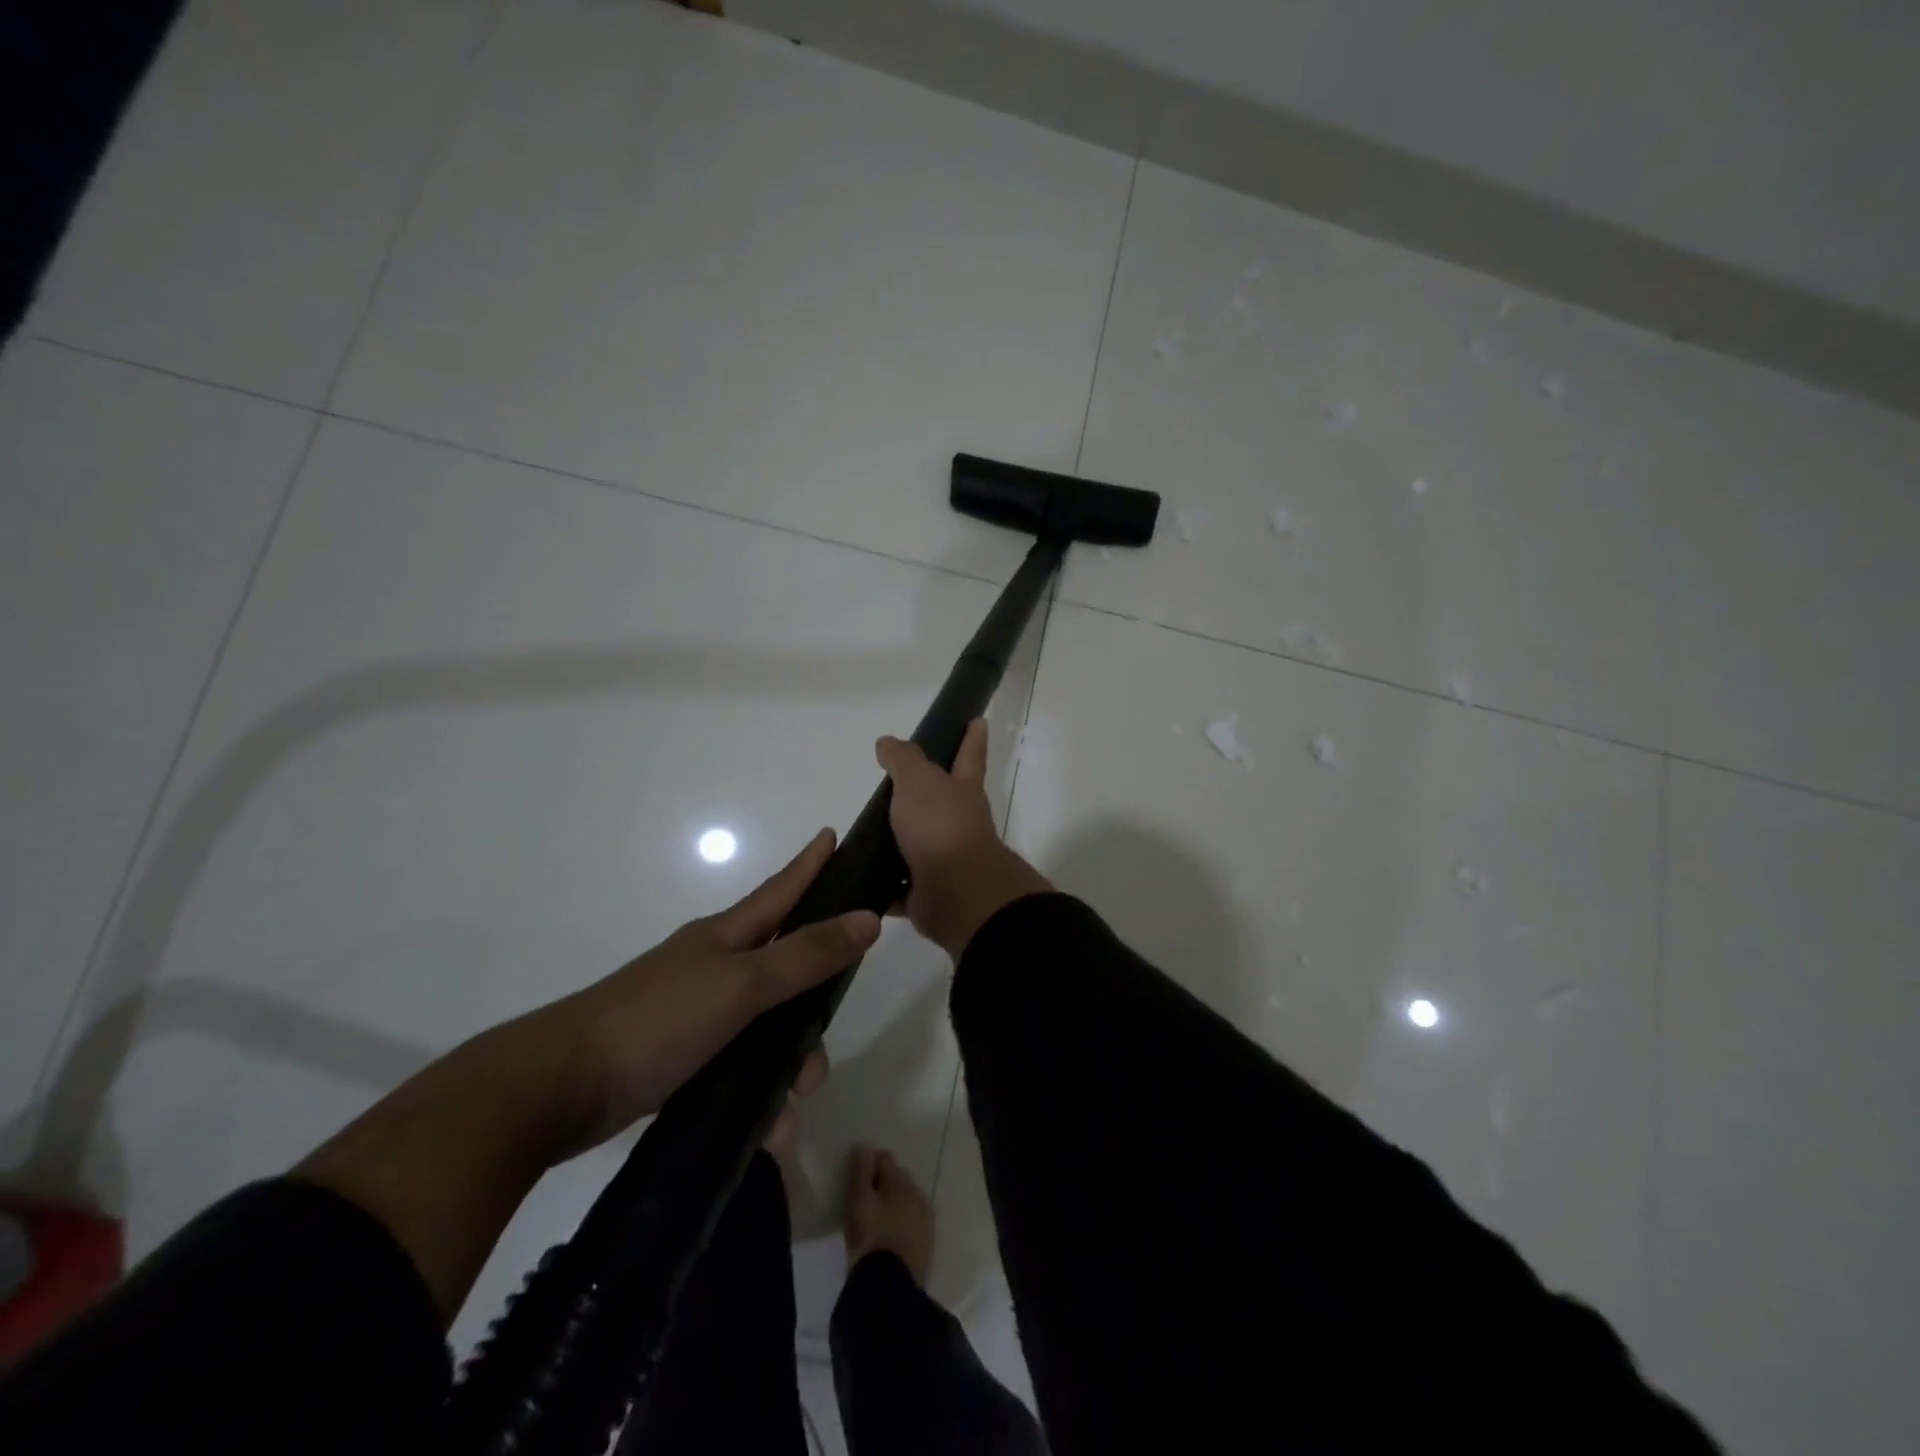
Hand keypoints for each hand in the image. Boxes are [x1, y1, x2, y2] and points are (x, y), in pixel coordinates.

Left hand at [551, 829, 879, 1148]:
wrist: (556, 1087)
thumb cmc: (657, 1020)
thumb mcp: (741, 985)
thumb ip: (806, 955)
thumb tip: (868, 918)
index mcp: (726, 937)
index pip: (781, 890)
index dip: (810, 865)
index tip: (833, 835)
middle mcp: (713, 967)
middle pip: (783, 971)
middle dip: (811, 1009)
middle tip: (822, 1052)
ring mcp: (694, 1012)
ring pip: (764, 1029)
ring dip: (785, 1068)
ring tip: (790, 1110)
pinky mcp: (678, 1057)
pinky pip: (736, 1068)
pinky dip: (756, 1095)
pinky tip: (766, 1131)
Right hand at [843, 1143, 934, 1285]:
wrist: (890, 1291)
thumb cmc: (870, 1239)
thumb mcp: (859, 1202)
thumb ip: (861, 1171)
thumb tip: (865, 1146)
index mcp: (902, 1181)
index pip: (884, 1158)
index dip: (867, 1165)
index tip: (854, 1182)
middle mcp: (919, 1194)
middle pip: (897, 1178)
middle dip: (881, 1184)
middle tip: (863, 1203)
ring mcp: (926, 1219)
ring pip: (906, 1200)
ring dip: (892, 1204)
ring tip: (875, 1222)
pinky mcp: (927, 1243)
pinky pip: (911, 1222)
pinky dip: (900, 1222)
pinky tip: (888, 1237)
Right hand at [876, 719, 1051, 957]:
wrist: (956, 891)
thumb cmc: (940, 826)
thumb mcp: (918, 781)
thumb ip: (903, 760)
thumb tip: (888, 742)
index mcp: (961, 790)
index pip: (969, 754)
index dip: (972, 737)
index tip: (978, 720)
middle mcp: (958, 823)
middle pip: (942, 802)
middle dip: (926, 794)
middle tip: (894, 785)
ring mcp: (945, 859)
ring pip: (918, 845)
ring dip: (897, 841)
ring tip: (865, 835)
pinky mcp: (926, 892)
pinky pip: (899, 887)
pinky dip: (883, 885)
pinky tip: (858, 879)